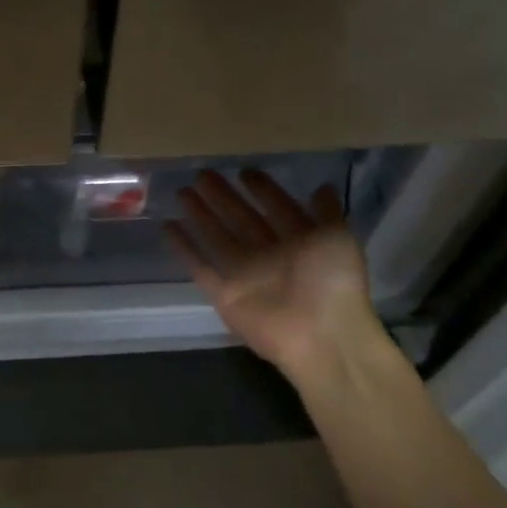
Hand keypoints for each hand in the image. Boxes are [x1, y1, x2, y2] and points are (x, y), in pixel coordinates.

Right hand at [165, 170, 380, 379]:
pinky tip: (168, 226)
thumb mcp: (339, 238)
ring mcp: (245, 274)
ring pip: (217, 237)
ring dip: (200, 215)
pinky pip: (200, 267)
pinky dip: (184, 248)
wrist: (320, 337)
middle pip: (241, 219)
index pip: (277, 207)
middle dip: (223, 196)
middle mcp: (270, 255)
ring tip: (182, 191)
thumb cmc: (333, 282)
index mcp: (300, 241)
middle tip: (202, 174)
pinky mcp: (223, 294)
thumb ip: (326, 213)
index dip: (262, 189)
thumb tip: (322, 186)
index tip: (243, 170)